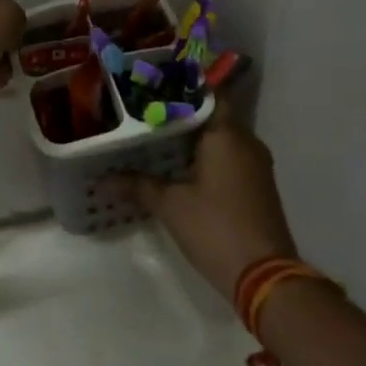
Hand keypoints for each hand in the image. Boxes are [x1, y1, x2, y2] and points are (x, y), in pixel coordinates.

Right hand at [121, 100, 297, 299]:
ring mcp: (255, 165)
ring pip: (220, 138)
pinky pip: (228, 157)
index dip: (180, 89)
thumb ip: (137, 185)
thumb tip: (102, 181)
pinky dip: (205, 156)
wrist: (264, 277)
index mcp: (227, 135)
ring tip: (155, 136)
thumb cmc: (215, 228)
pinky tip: (178, 165)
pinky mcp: (256, 186)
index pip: (207, 95)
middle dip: (181, 114)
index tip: (152, 87)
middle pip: (212, 115)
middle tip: (144, 112)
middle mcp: (246, 142)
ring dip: (193, 137)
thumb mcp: (170, 205)